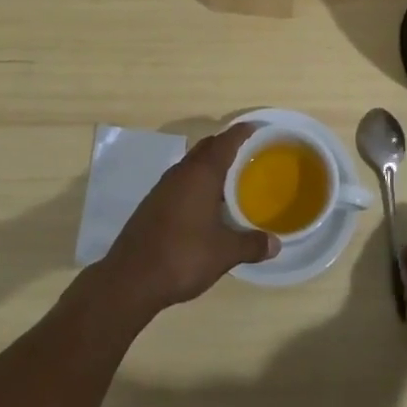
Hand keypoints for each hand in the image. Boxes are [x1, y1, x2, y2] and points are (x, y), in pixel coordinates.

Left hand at [99, 123, 277, 314]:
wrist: (130, 279)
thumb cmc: (183, 256)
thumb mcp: (224, 253)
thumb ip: (251, 245)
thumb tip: (276, 244)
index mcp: (202, 174)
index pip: (226, 141)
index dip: (242, 132)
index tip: (257, 128)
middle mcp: (181, 172)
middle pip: (207, 147)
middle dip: (227, 146)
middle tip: (249, 154)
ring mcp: (163, 187)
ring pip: (192, 164)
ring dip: (210, 166)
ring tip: (230, 180)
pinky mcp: (152, 203)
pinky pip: (181, 181)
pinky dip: (196, 183)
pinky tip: (204, 205)